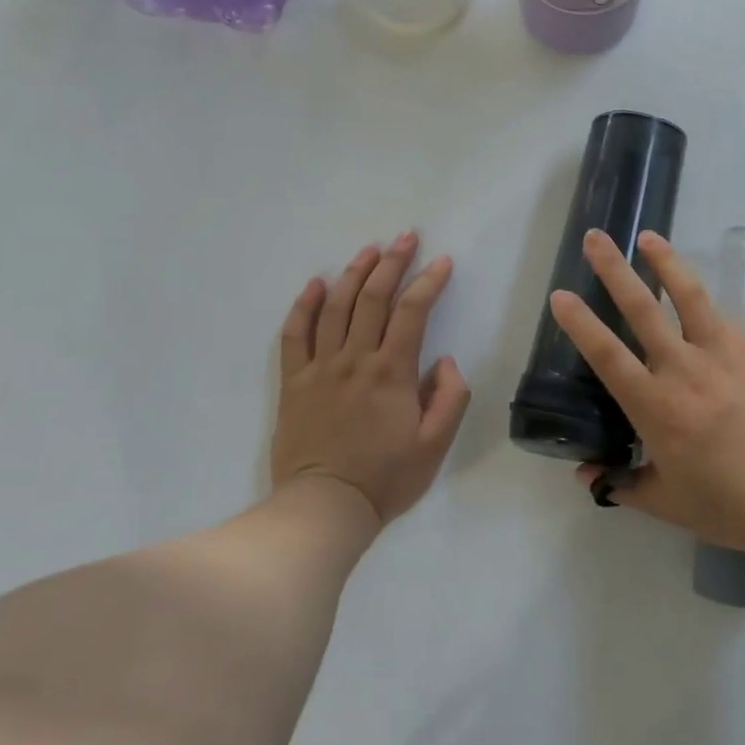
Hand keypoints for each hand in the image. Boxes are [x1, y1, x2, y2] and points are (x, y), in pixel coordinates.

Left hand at [272, 233, 471, 528]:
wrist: (324, 508)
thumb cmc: (385, 478)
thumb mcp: (435, 445)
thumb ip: (450, 398)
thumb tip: (445, 361)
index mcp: (392, 372)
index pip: (413, 312)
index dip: (429, 282)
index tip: (442, 261)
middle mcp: (355, 359)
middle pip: (373, 298)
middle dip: (392, 262)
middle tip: (406, 237)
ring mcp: (320, 367)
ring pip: (335, 307)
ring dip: (353, 273)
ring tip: (369, 250)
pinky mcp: (294, 382)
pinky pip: (294, 334)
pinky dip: (304, 305)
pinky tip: (315, 283)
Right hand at [549, 229, 744, 561]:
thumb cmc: (730, 507)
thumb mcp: (666, 503)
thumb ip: (622, 485)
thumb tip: (584, 475)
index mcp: (656, 408)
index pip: (607, 355)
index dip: (580, 323)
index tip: (560, 294)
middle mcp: (684, 371)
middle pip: (642, 309)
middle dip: (614, 270)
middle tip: (595, 238)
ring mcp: (723, 356)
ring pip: (688, 297)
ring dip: (665, 262)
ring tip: (648, 237)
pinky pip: (721, 319)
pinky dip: (702, 302)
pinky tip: (693, 295)